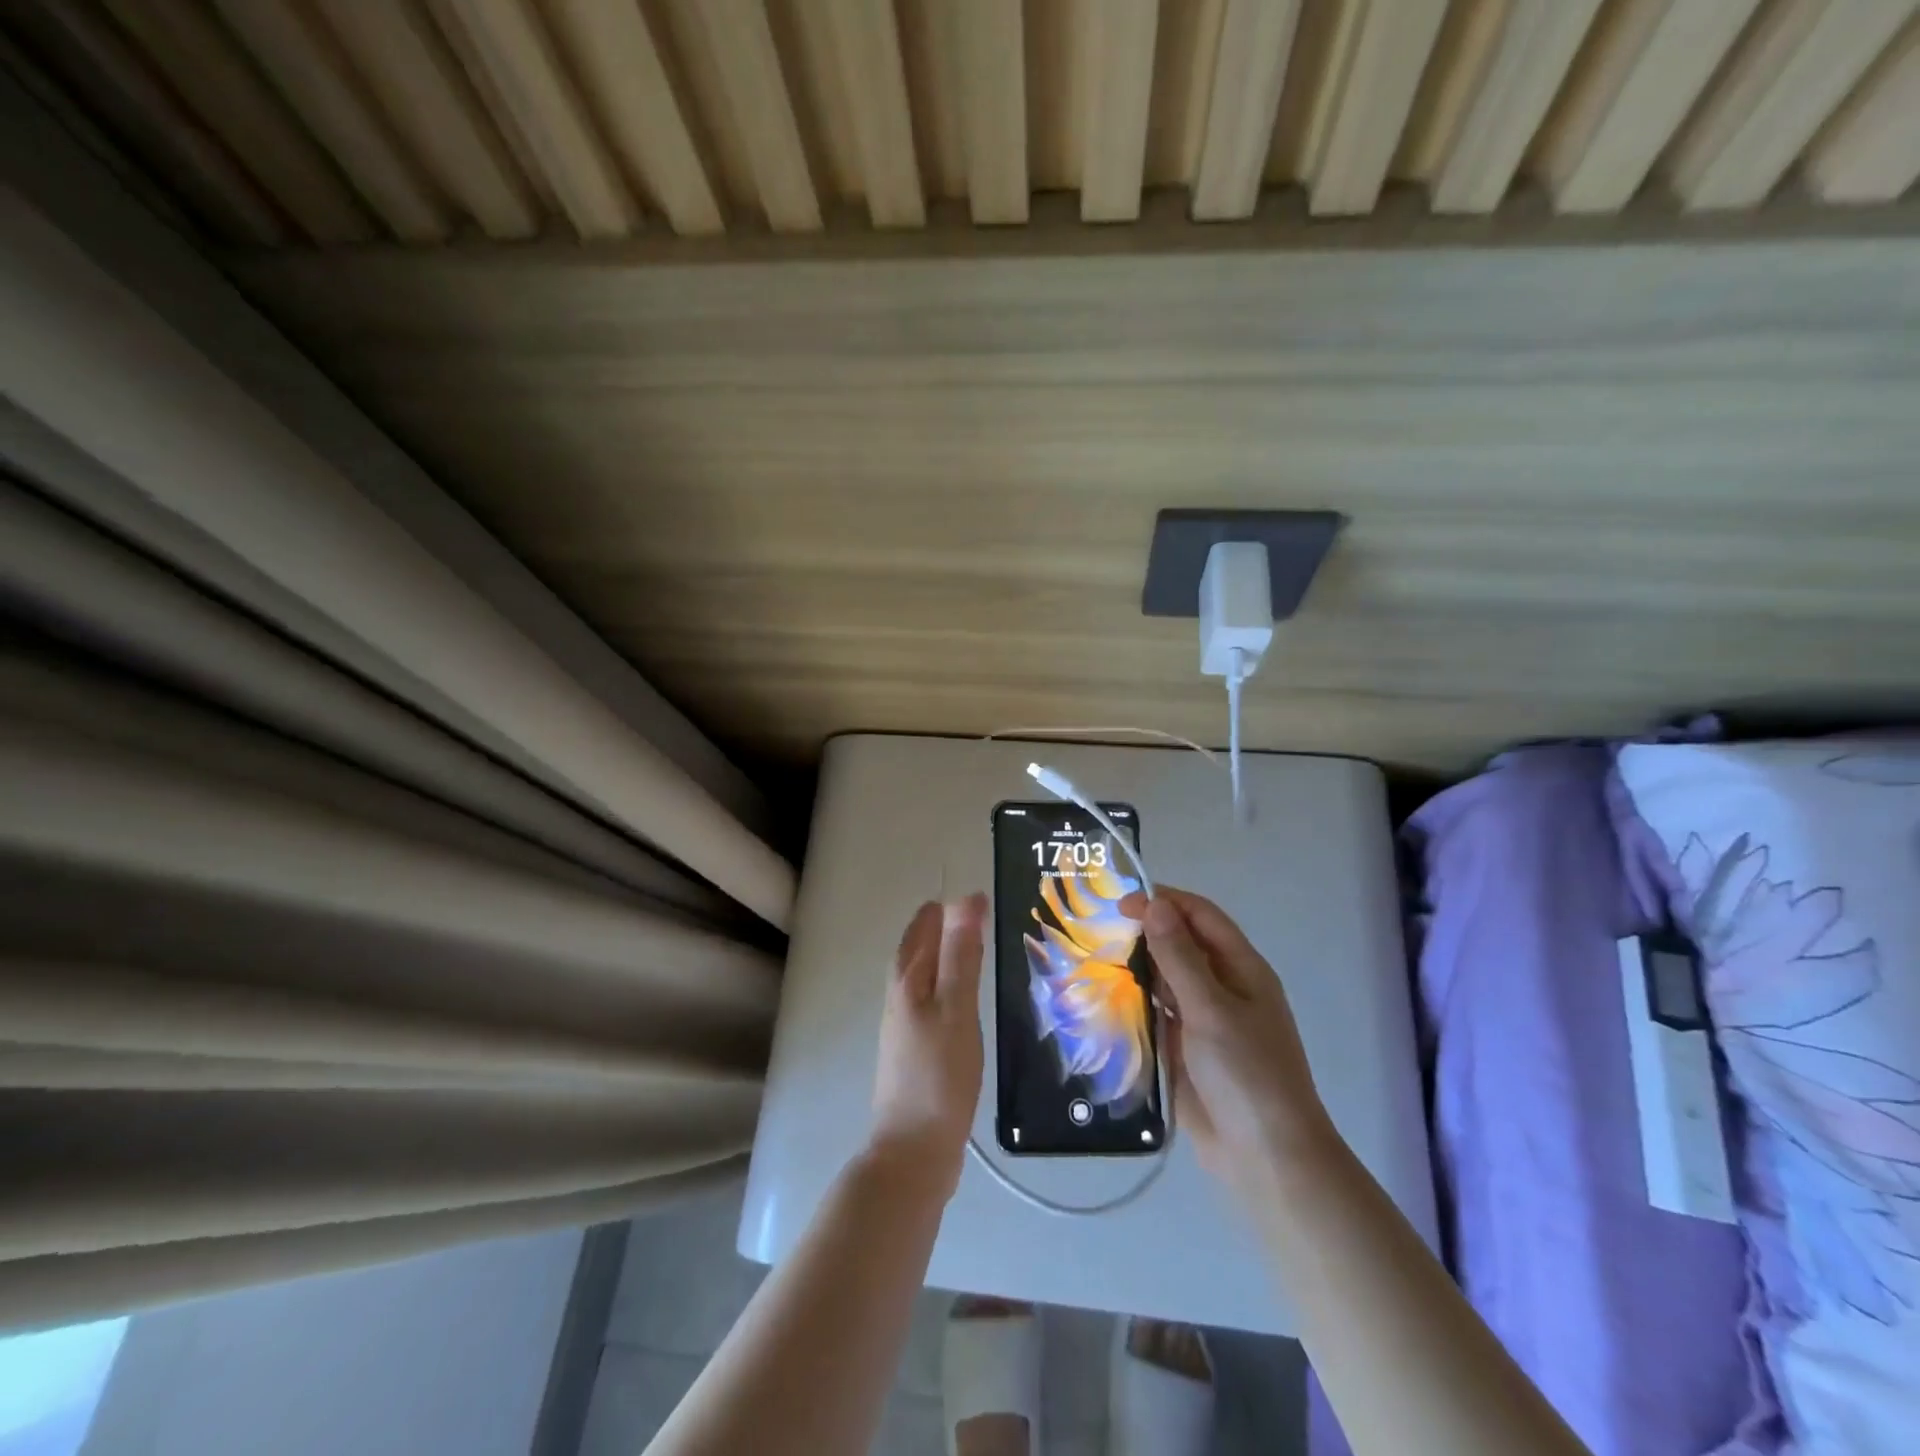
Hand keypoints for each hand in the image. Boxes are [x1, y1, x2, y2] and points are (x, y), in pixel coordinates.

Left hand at [868, 895, 985, 1198]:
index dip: (947, 910)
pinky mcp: (914, 1052)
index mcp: (907, 981)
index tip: (979, 899)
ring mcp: (903, 1027)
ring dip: (944, 958)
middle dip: (943, 929)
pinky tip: (964, 1003)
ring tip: (977, 951)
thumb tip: (966, 898)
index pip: (923, 928)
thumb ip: (961, 955)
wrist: (914, 1152)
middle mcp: (899, 998)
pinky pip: (930, 1003)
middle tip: (981, 918)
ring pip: (923, 977)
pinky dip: (947, 988)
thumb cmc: (939, 1075)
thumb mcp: (956, 1008)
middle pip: (918, 951)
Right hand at [1119, 887, 1336, 1194]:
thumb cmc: (1247, 1073)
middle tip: (1096, 930)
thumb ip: (1179, 957)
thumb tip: (1155, 904)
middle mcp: (1223, 987)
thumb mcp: (1211, 1008)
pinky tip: (1101, 1001)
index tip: (1120, 904)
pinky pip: (1155, 1015)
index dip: (1164, 902)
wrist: (1266, 1158)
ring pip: (1164, 980)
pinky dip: (1133, 1005)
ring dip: (1135, 969)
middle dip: (1144, 933)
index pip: (1200, 916)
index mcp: (1241, 969)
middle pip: (1180, 945)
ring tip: (1090, 960)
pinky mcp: (1184, 1050)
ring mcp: (1203, 1020)